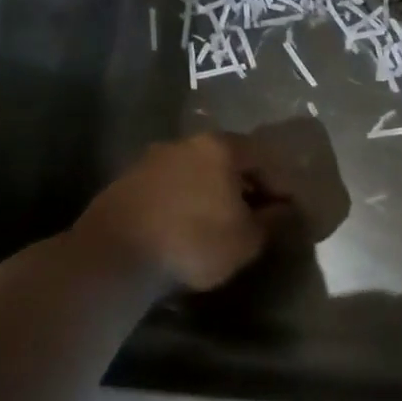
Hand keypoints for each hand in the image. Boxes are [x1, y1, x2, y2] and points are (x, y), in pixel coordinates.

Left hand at [79, 132, 289, 289]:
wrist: (114, 257)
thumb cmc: (194, 242)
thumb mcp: (248, 239)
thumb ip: (274, 220)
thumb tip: (287, 210)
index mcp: (220, 147)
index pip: (263, 157)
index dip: (279, 184)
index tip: (284, 212)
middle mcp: (185, 143)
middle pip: (227, 160)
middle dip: (244, 186)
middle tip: (254, 216)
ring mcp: (151, 159)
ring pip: (195, 172)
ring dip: (211, 193)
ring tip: (218, 224)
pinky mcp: (125, 181)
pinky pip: (169, 187)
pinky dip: (183, 202)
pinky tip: (184, 228)